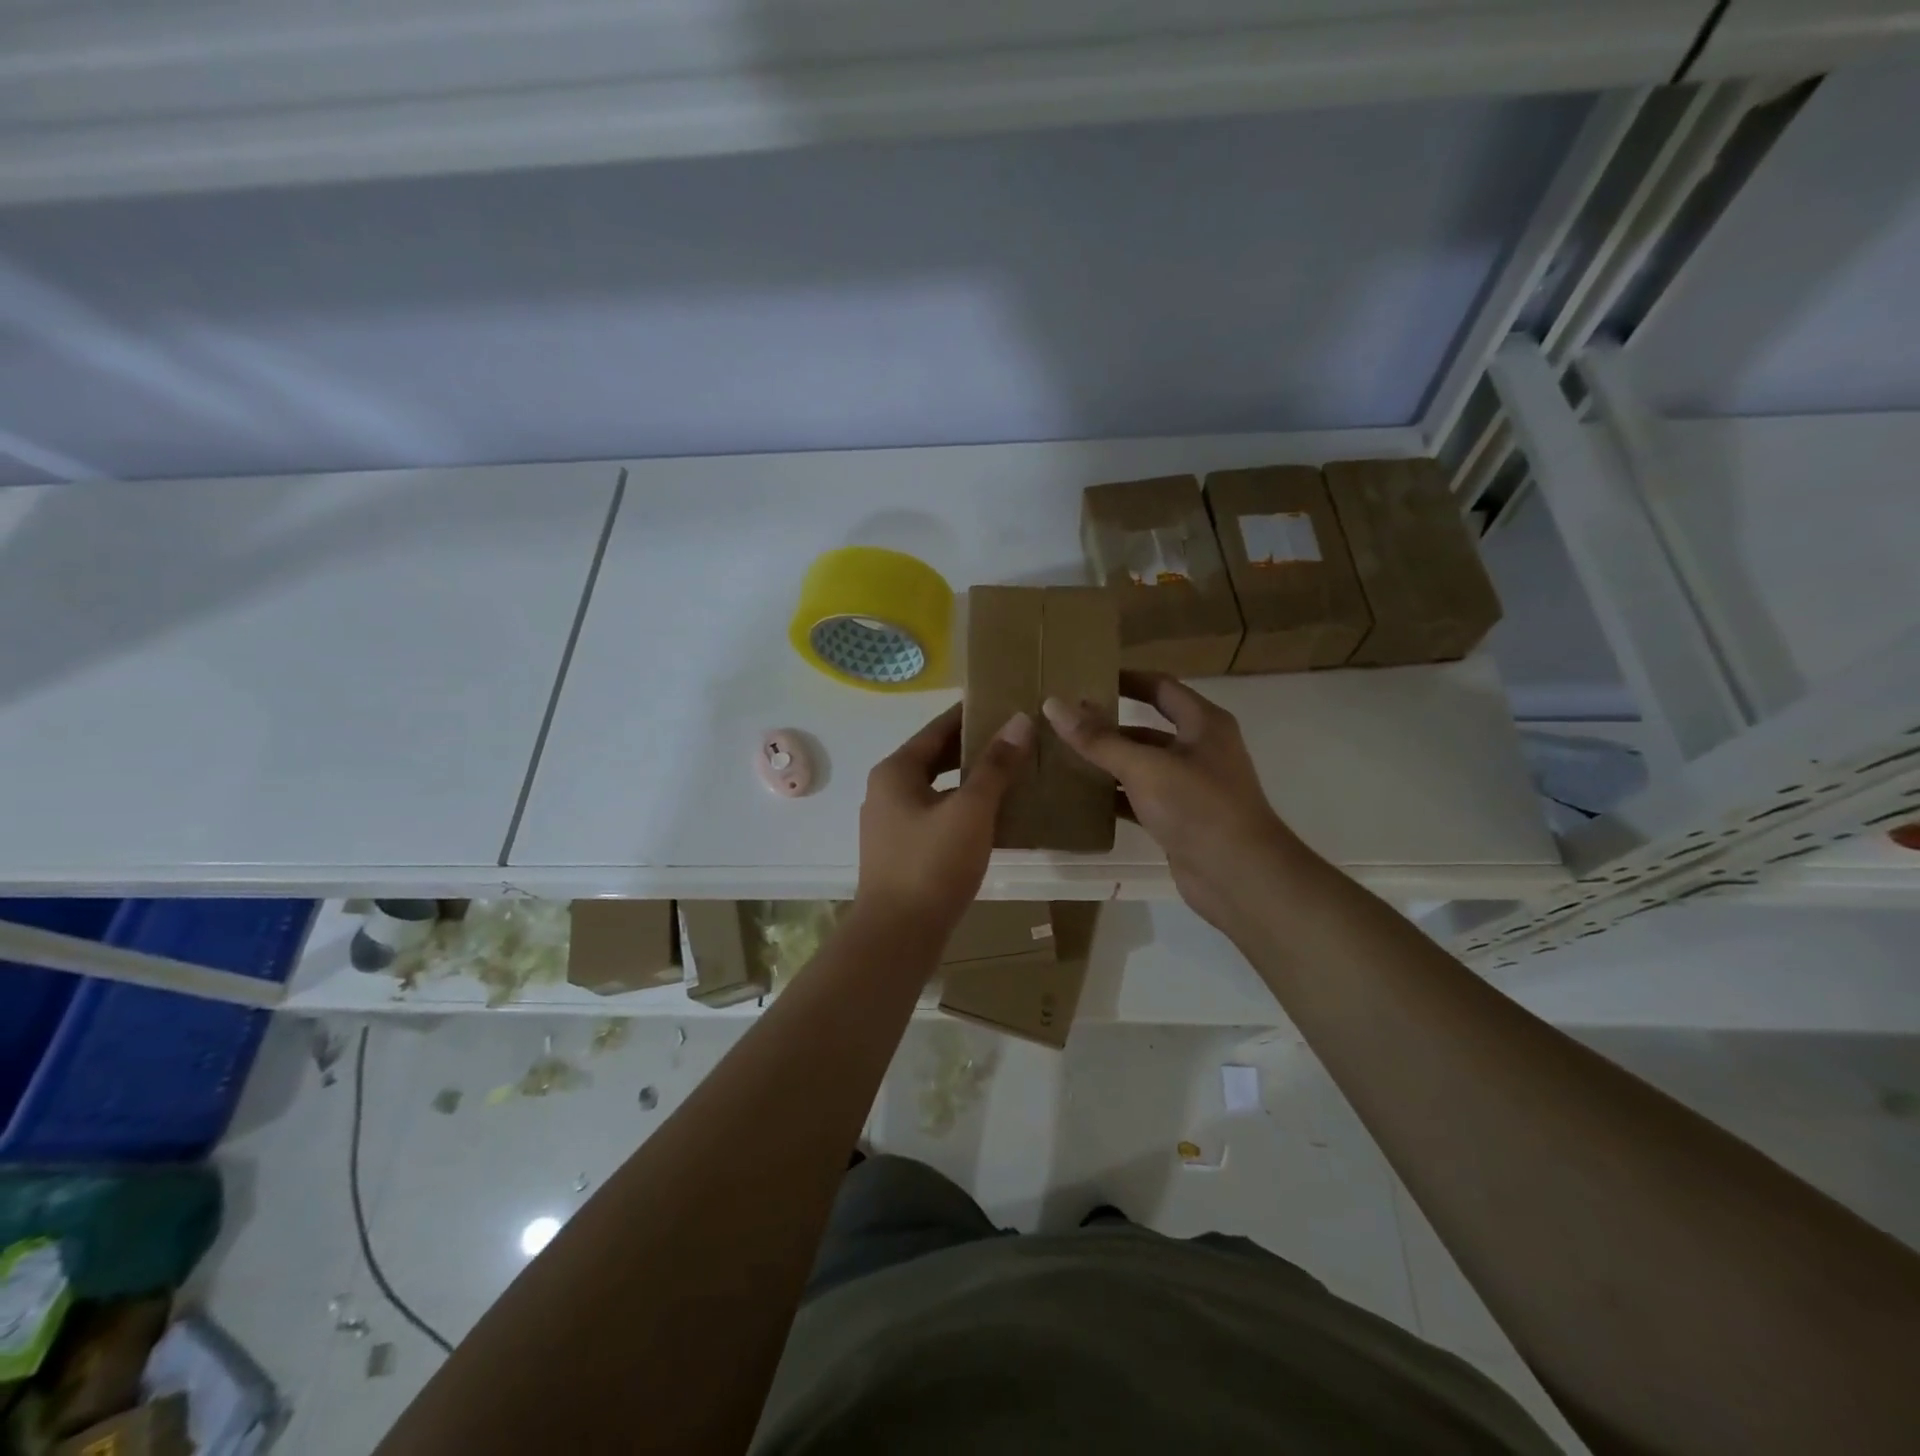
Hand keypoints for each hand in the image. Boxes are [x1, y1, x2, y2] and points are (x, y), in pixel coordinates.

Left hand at [855, 702, 1034, 932]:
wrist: (897, 936)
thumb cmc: (932, 865)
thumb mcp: (970, 810)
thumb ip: (995, 766)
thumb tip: (1020, 721)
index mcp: (896, 771)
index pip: (938, 728)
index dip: (971, 714)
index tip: (1005, 702)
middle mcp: (887, 790)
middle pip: (936, 757)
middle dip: (974, 748)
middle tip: (1018, 737)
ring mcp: (891, 823)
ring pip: (938, 788)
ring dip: (971, 780)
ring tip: (1013, 773)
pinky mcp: (902, 851)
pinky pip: (937, 815)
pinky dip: (963, 808)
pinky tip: (995, 816)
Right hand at [1042, 672, 1313, 930]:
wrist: (1239, 876)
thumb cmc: (1198, 807)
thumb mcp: (1145, 767)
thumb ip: (1098, 739)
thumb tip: (1053, 705)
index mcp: (1203, 723)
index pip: (1159, 687)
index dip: (1124, 679)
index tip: (1083, 679)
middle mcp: (1198, 749)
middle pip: (1146, 727)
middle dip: (1106, 725)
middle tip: (1061, 722)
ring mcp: (1189, 786)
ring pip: (1140, 765)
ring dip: (1105, 762)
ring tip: (1060, 757)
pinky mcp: (1178, 818)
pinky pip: (1138, 798)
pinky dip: (1112, 796)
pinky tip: (1078, 798)